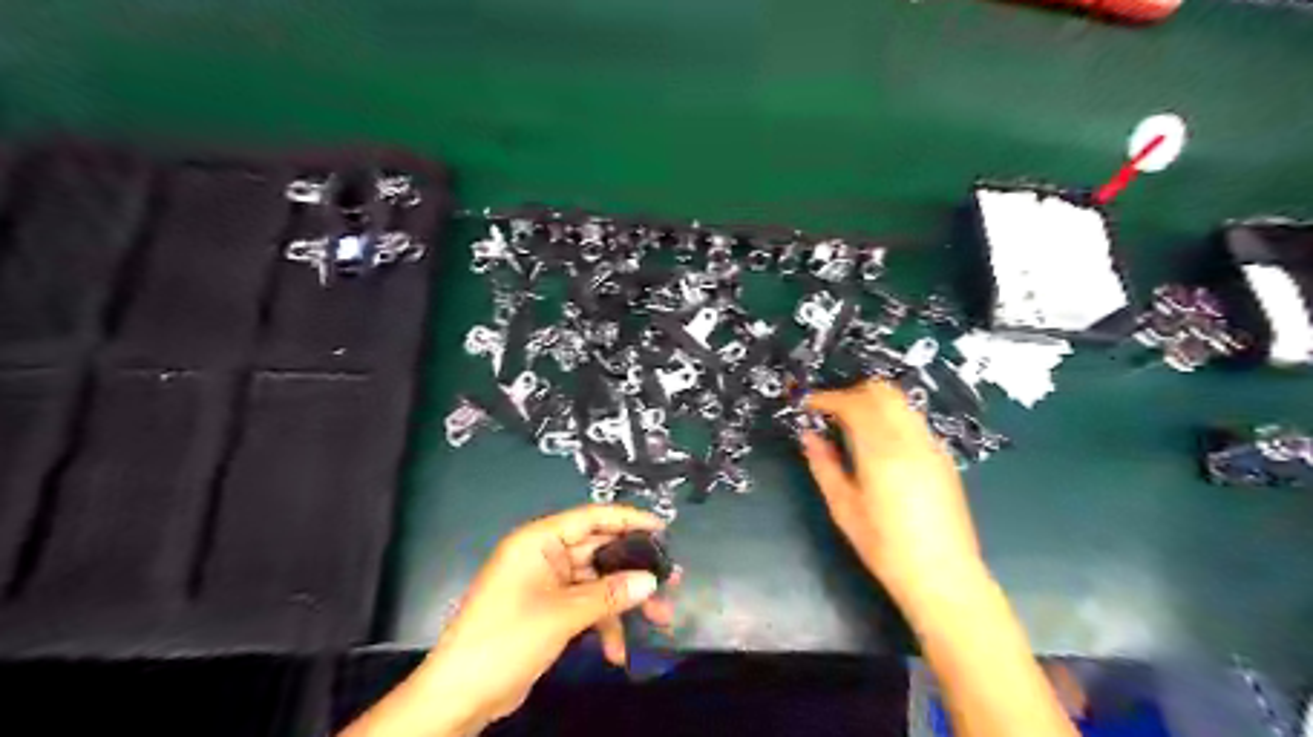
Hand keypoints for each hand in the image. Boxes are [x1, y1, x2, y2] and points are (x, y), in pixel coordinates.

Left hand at [345, 508, 676, 735]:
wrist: (460, 695)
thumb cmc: (506, 639)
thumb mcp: (562, 614)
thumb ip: (610, 594)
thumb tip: (651, 581)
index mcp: (540, 541)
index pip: (592, 518)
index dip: (629, 520)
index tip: (663, 529)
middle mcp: (545, 556)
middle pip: (600, 553)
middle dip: (634, 570)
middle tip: (672, 580)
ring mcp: (547, 585)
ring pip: (598, 583)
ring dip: (624, 603)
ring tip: (660, 619)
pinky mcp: (549, 611)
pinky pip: (586, 607)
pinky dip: (603, 625)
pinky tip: (617, 651)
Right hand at [800, 381, 982, 605]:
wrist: (943, 575)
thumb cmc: (885, 547)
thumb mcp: (843, 508)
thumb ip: (824, 465)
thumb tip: (808, 436)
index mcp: (881, 452)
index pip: (853, 403)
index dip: (826, 398)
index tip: (807, 405)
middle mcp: (910, 439)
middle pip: (881, 391)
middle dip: (851, 393)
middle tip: (829, 412)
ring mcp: (931, 445)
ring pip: (900, 401)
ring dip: (872, 402)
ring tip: (850, 425)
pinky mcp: (942, 456)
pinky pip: (912, 419)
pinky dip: (890, 417)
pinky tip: (877, 443)